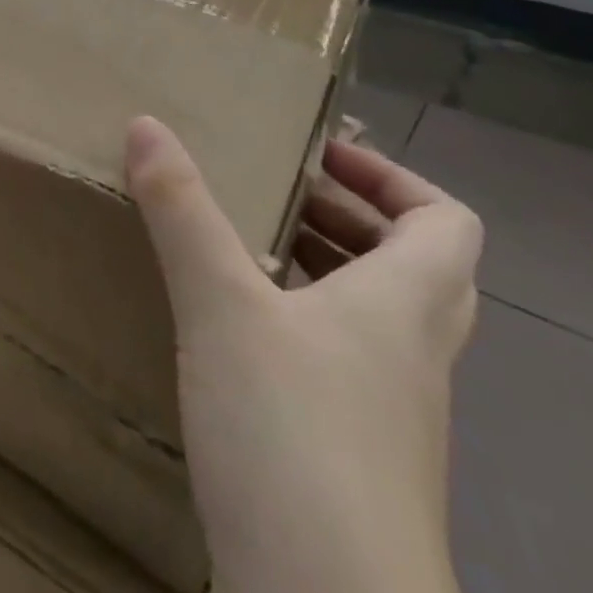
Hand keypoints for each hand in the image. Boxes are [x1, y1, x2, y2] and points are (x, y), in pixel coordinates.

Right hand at [124, 117, 480, 592]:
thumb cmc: (293, 439)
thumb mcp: (223, 306)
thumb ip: (182, 212)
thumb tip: (146, 124)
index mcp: (403, 306)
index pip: (446, 221)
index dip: (392, 177)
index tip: (320, 158)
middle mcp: (411, 358)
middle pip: (414, 266)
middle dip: (348, 217)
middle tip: (278, 194)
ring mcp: (389, 421)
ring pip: (378, 320)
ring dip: (325, 273)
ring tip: (250, 249)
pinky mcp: (355, 468)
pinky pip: (343, 369)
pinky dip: (301, 331)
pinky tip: (237, 339)